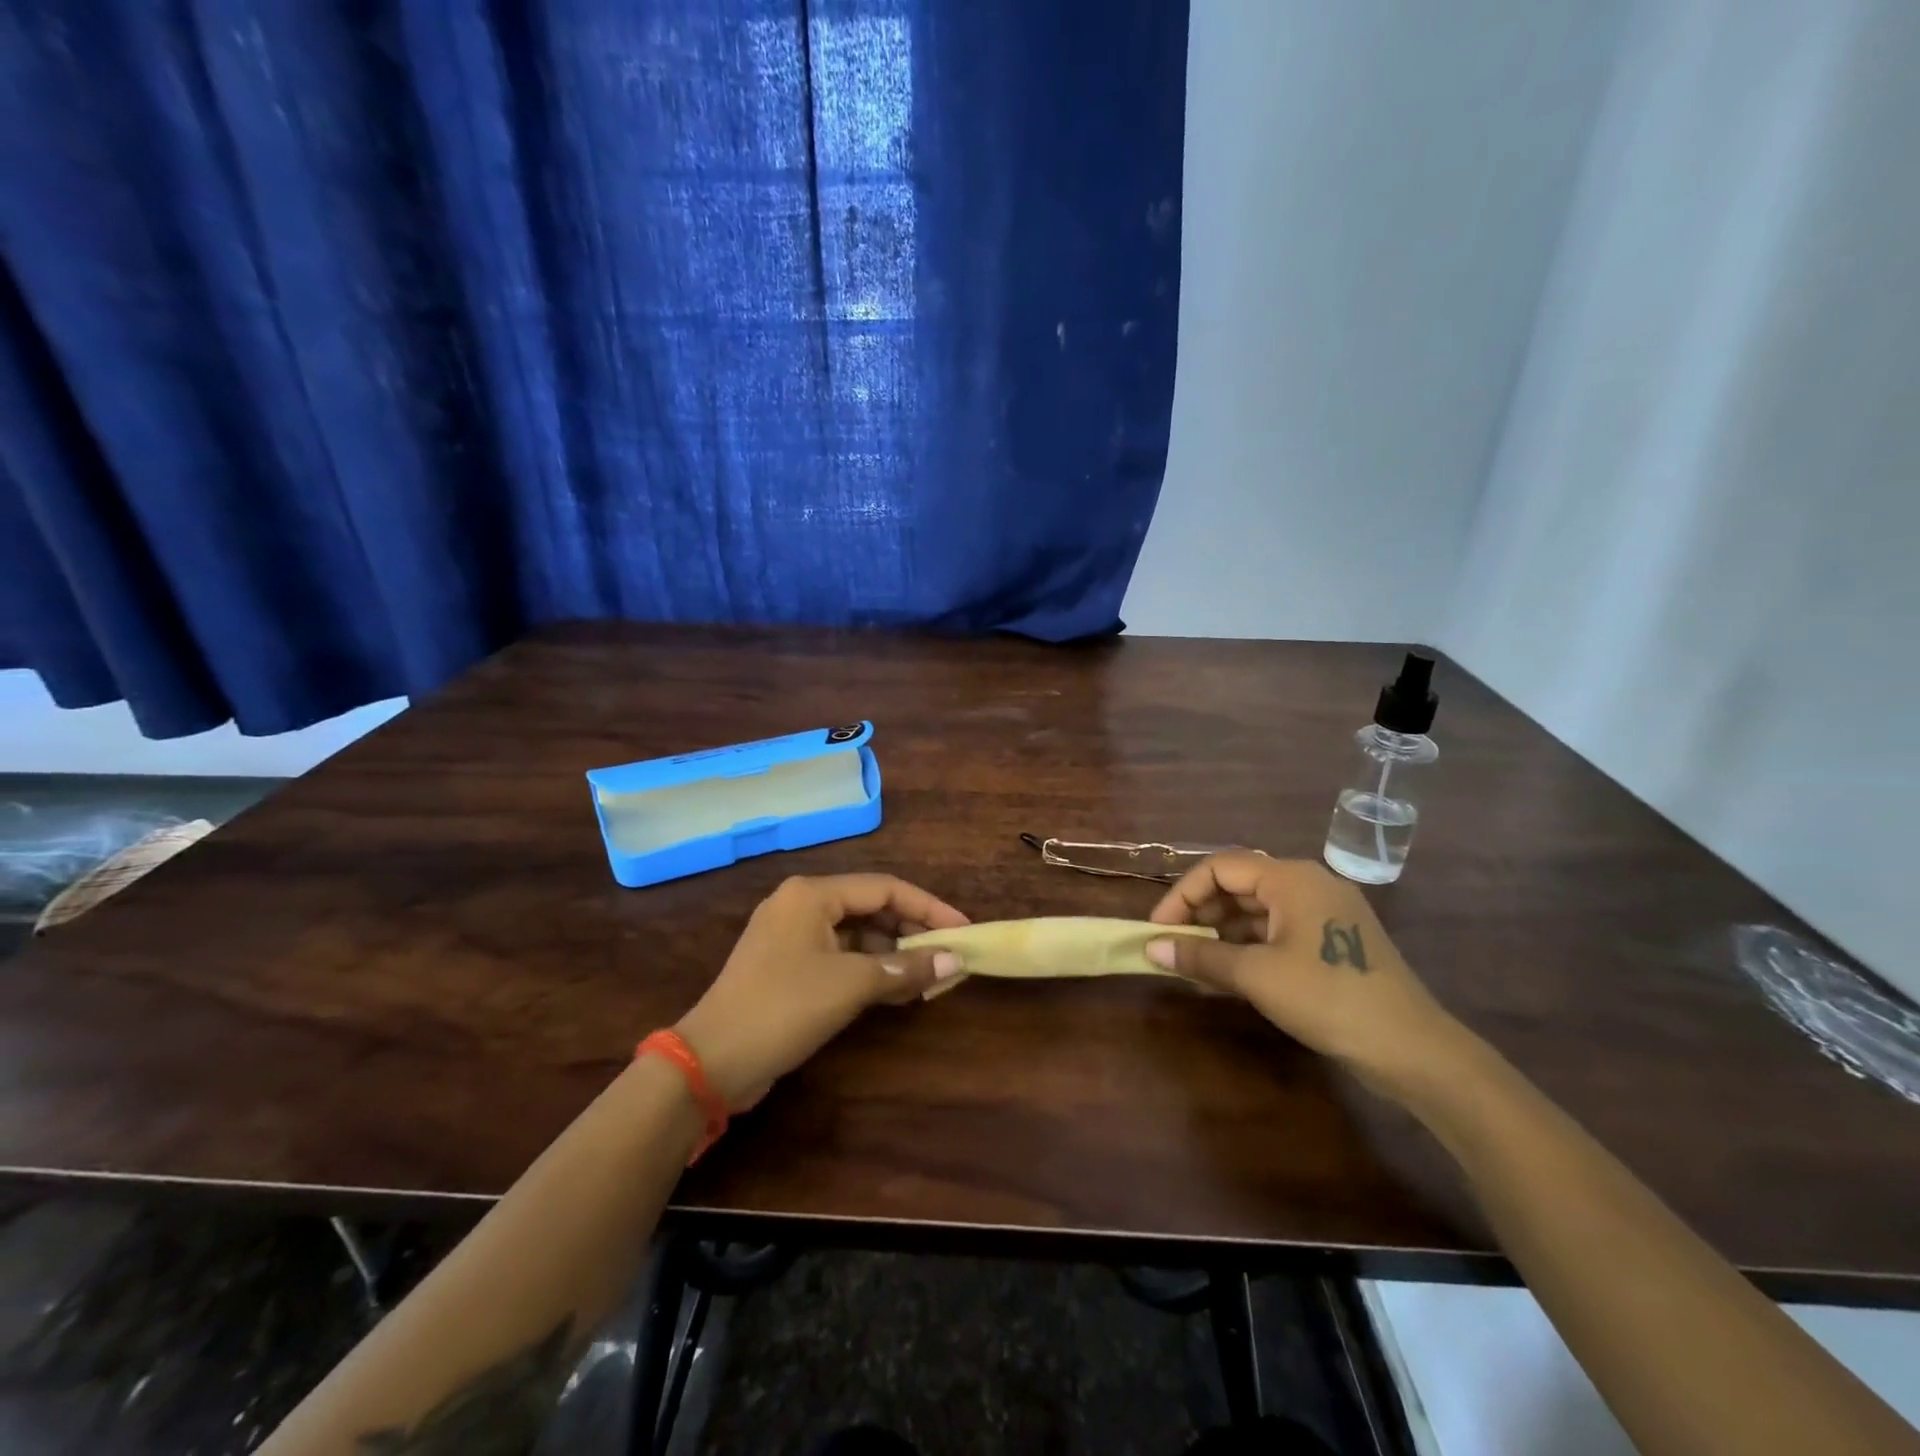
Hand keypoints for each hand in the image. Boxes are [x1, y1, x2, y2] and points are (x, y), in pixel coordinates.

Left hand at [674, 874, 968, 1109]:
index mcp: (812, 894)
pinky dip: (868, 969)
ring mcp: (791, 936)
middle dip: (910, 932)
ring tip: (928, 977)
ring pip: (855, 934)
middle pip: (870, 908)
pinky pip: (839, 956)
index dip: (928, 907)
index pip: (884, 888)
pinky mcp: (787, 965)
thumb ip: (905, 969)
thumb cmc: (784, 1007)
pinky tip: (896, 990)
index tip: (962, 929)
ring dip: (892, 954)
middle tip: (947, 956)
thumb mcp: (850, 985)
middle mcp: (801, 904)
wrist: (712, 1060)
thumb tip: (954, 961)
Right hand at [1145, 853, 1470, 1093]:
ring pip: (1259, 908)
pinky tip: (1231, 971)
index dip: (1182, 895)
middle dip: (1201, 912)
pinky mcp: (1335, 939)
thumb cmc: (1328, 997)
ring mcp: (1326, 911)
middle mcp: (1309, 883)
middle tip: (1174, 945)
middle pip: (1239, 884)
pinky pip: (1279, 929)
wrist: (1412, 1049)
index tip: (1158, 929)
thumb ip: (1201, 955)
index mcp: (1291, 877)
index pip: (1219, 867)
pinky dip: (1249, 944)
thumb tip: (1151, 948)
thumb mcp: (1256, 975)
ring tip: (1196, 961)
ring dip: (1223, 930)